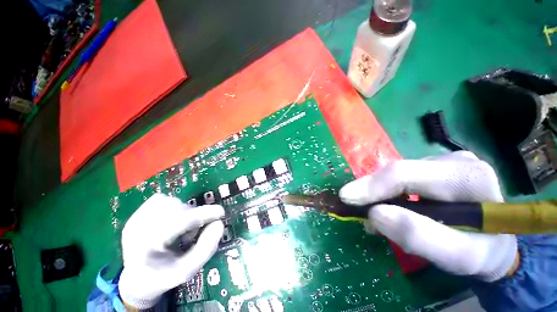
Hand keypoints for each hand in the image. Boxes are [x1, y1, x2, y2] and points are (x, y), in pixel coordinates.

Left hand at [118, 193, 223, 308]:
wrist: (136, 278)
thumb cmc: (164, 276)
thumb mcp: (187, 271)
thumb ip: (205, 249)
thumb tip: (219, 224)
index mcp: (147, 248)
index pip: (179, 222)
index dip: (203, 214)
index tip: (220, 212)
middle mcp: (137, 230)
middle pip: (175, 209)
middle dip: (193, 217)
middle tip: (194, 232)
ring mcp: (134, 219)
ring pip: (169, 201)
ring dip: (184, 211)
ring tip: (181, 228)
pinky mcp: (136, 214)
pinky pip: (161, 199)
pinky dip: (173, 206)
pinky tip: (172, 220)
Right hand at [340, 151, 517, 281]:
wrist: (498, 242)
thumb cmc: (485, 252)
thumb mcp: (461, 258)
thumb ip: (420, 237)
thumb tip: (374, 214)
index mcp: (468, 176)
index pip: (405, 174)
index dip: (371, 186)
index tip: (346, 197)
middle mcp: (454, 160)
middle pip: (397, 172)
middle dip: (370, 190)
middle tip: (351, 205)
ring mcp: (443, 161)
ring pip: (395, 176)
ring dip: (378, 194)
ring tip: (372, 214)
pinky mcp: (434, 168)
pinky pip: (400, 179)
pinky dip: (387, 194)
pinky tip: (385, 207)